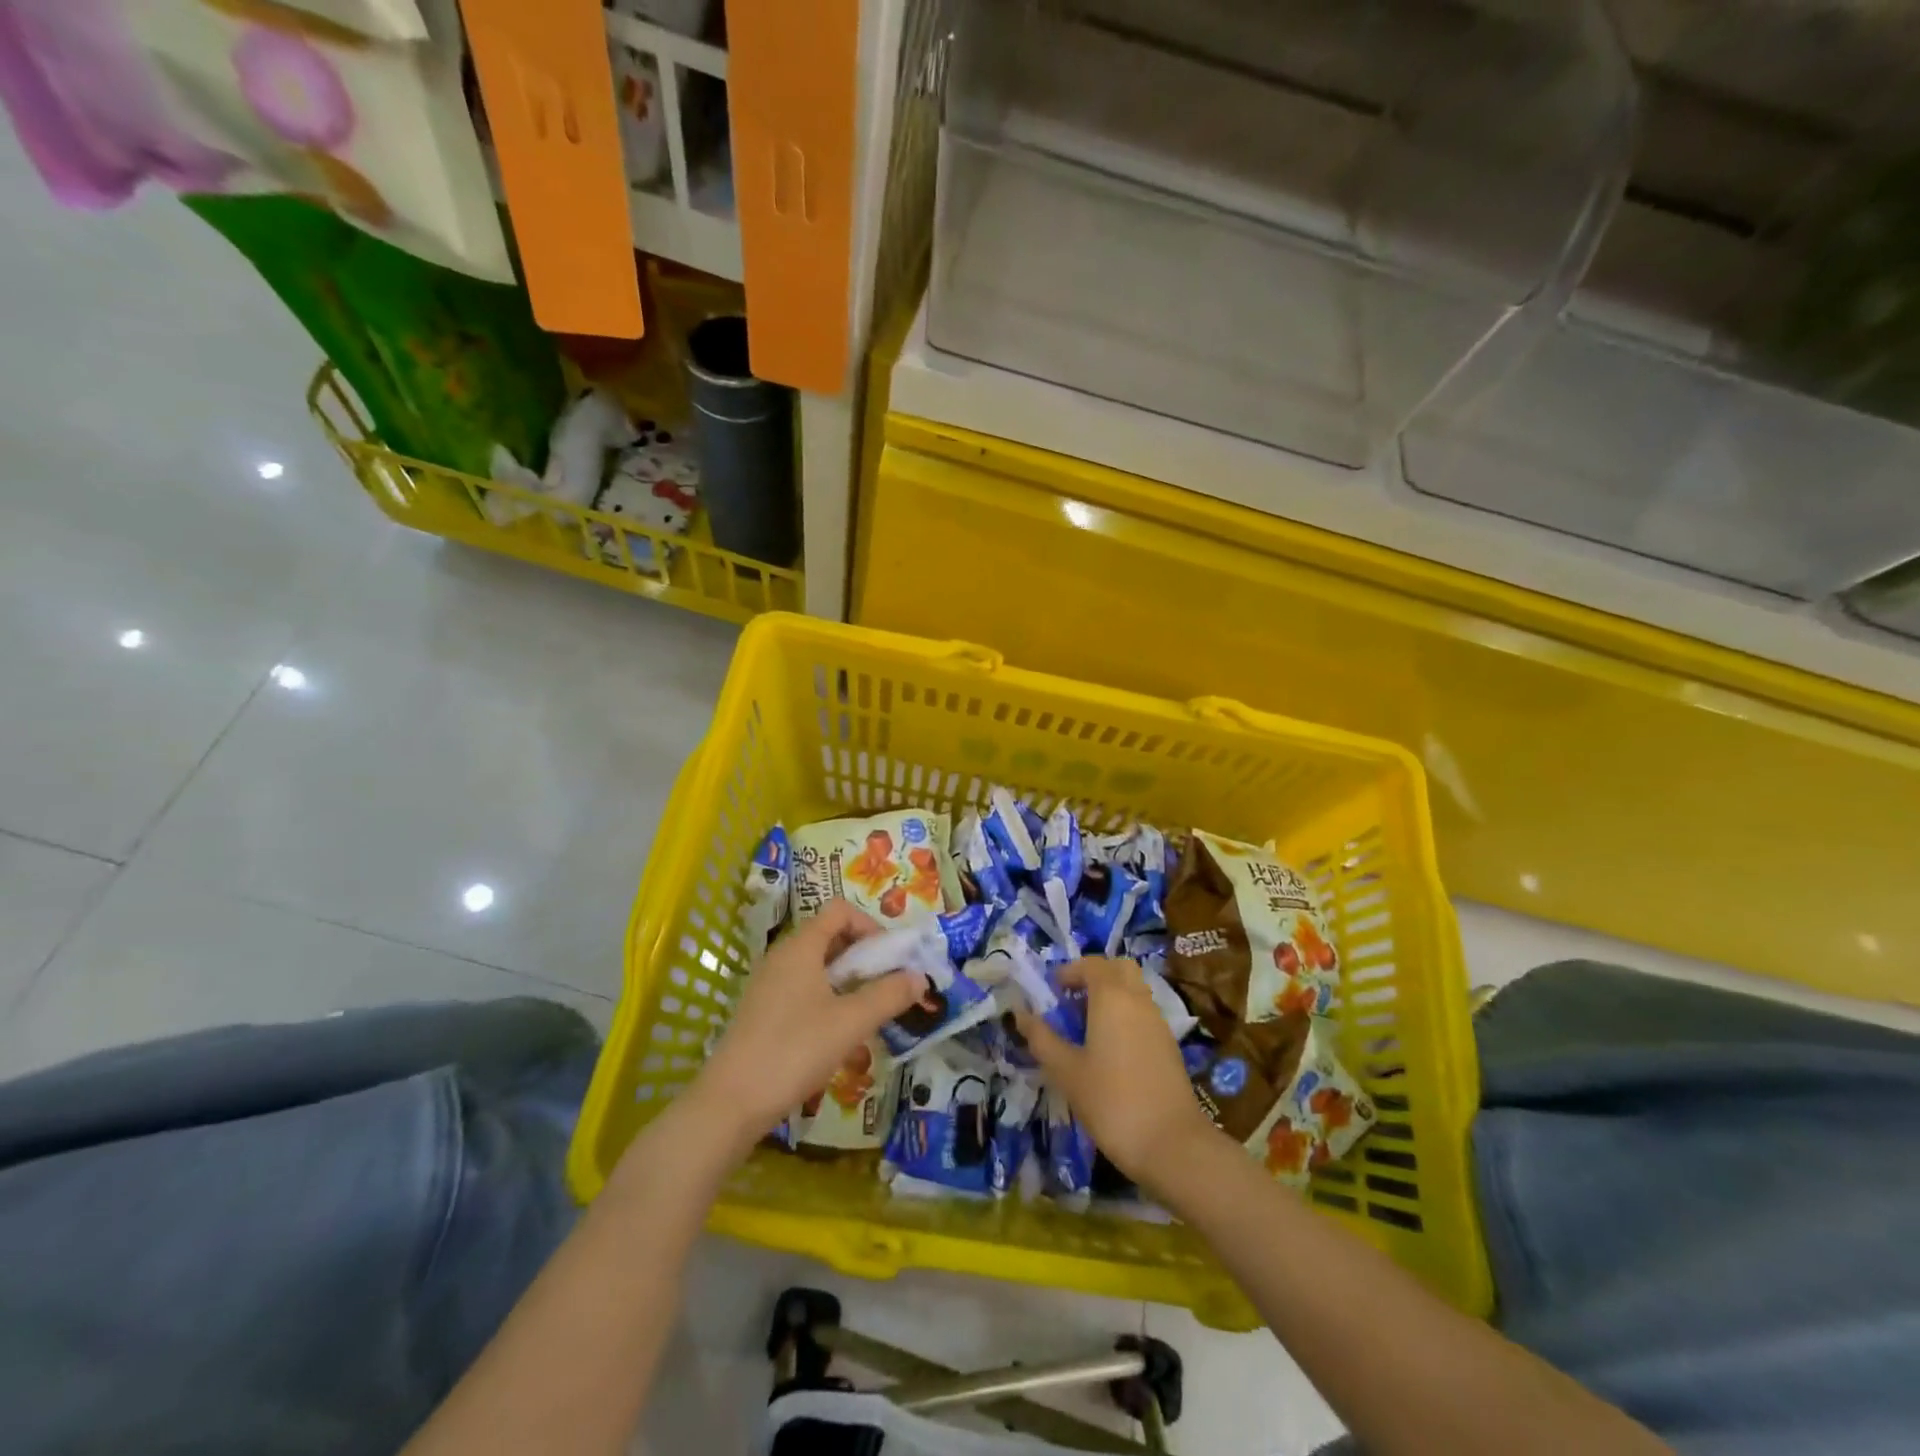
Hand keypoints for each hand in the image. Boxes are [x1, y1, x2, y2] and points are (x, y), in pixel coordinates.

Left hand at [692, 899, 928, 1151]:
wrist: (730, 1103)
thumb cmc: (794, 1050)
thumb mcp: (850, 1023)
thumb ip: (889, 996)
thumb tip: (920, 977)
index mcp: (801, 947)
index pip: (840, 911)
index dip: (870, 926)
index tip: (890, 958)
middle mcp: (782, 956)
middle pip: (830, 936)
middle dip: (864, 956)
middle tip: (886, 986)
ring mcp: (768, 984)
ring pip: (817, 966)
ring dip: (848, 980)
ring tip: (867, 1012)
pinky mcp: (762, 1011)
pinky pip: (803, 989)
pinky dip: (827, 998)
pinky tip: (837, 1034)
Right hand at [1015, 957, 1218, 1189]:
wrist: (1172, 1145)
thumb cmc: (1112, 1102)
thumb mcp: (1066, 1072)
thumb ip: (1042, 1039)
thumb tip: (1020, 1014)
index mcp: (1112, 997)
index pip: (1091, 964)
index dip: (1069, 972)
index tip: (1051, 992)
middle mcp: (1138, 1000)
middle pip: (1118, 968)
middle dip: (1094, 976)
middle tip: (1071, 1001)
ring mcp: (1158, 1022)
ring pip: (1134, 990)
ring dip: (1110, 996)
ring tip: (1086, 1028)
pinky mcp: (1169, 1045)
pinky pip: (1143, 1013)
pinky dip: (1125, 1016)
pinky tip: (1110, 1051)